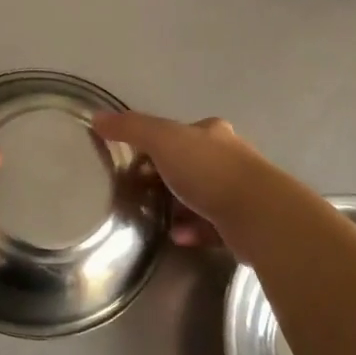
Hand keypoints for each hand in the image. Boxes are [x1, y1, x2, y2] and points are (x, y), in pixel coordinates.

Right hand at [90, 112, 261, 247]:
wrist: (258, 215)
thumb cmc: (208, 171)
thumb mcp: (162, 140)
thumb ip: (130, 128)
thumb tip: (97, 117)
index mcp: (211, 133)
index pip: (178, 133)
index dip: (153, 144)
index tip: (132, 162)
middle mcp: (229, 157)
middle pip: (189, 164)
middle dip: (164, 177)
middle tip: (139, 192)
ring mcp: (239, 191)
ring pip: (200, 196)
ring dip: (177, 206)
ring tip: (154, 217)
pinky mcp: (243, 223)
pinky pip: (210, 225)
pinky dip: (192, 229)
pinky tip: (177, 236)